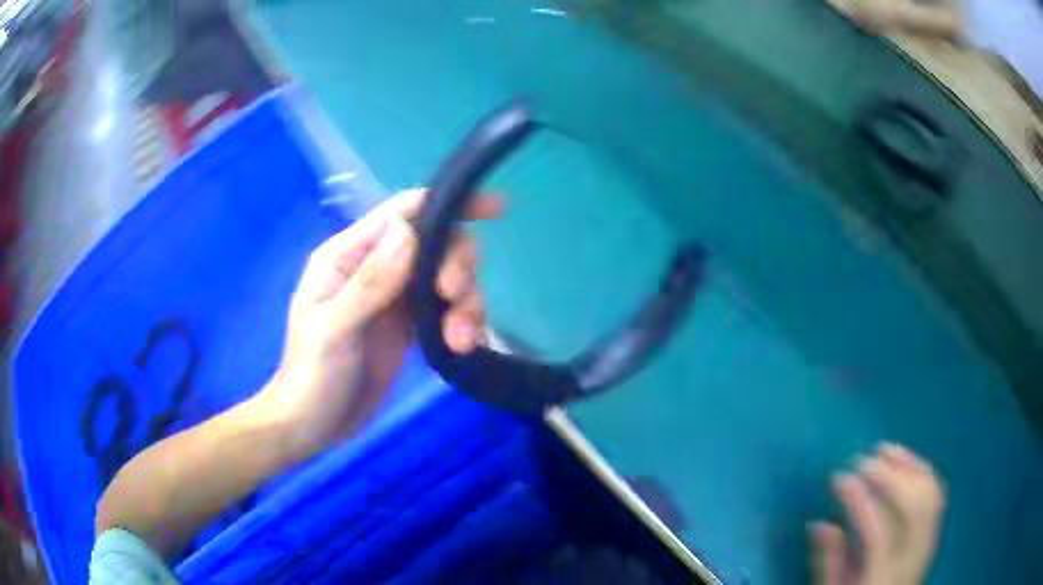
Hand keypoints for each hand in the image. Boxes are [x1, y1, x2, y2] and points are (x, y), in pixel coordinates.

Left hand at [256, 189, 501, 460]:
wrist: (314, 425)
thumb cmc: (311, 376)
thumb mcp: (333, 330)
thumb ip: (369, 283)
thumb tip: (408, 231)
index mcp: (348, 255)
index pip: (403, 212)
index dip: (447, 203)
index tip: (495, 208)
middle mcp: (377, 267)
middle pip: (436, 243)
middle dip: (457, 266)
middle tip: (453, 299)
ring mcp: (396, 298)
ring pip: (448, 278)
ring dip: (465, 303)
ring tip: (459, 341)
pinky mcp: (410, 327)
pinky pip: (447, 310)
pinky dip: (463, 322)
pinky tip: (461, 346)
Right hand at [810, 443, 945, 584]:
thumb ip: (828, 561)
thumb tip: (818, 523)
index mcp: (883, 575)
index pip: (877, 532)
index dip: (859, 500)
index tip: (838, 477)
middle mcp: (912, 555)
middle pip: (910, 506)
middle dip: (886, 476)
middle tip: (860, 459)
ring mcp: (928, 540)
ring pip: (928, 493)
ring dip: (907, 465)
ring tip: (884, 450)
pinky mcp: (934, 530)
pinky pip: (937, 493)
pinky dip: (923, 471)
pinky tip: (906, 461)